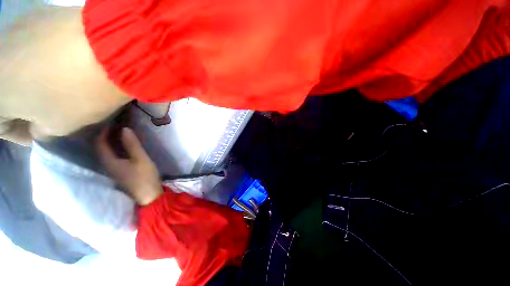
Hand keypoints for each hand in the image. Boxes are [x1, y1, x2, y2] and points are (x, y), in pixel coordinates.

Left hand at [96, 127, 162, 205]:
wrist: (148, 196)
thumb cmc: (144, 177)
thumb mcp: (141, 159)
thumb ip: (132, 144)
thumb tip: (125, 129)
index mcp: (109, 161)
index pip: (99, 143)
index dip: (103, 131)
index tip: (112, 121)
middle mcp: (107, 165)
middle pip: (100, 147)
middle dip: (106, 135)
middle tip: (117, 125)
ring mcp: (113, 169)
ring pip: (106, 152)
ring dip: (111, 141)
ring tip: (121, 132)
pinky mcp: (120, 172)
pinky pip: (113, 156)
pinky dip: (116, 148)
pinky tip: (125, 145)